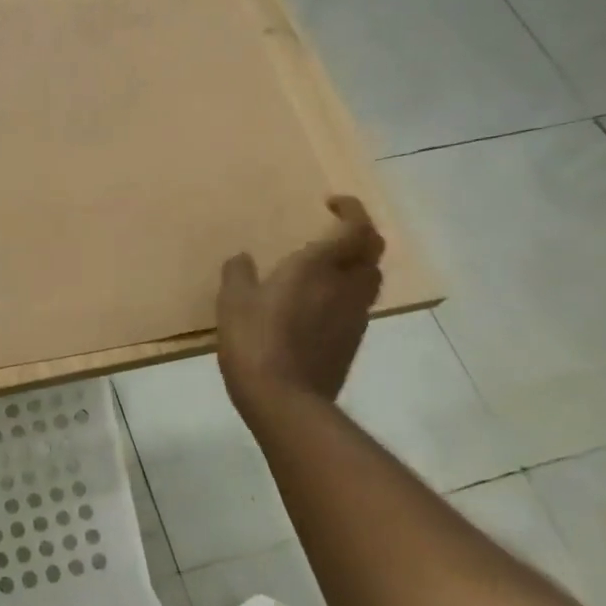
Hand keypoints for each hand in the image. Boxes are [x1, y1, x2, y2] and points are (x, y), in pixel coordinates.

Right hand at [216, 196, 384, 410]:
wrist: (285, 401)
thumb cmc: (256, 342)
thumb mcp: (233, 302)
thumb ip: (238, 274)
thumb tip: (243, 259)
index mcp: (318, 267)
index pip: (356, 228)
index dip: (352, 210)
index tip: (332, 204)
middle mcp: (345, 286)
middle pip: (372, 252)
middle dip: (359, 236)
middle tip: (333, 233)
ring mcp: (354, 317)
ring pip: (369, 280)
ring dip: (355, 265)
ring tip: (326, 268)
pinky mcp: (352, 342)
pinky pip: (357, 306)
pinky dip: (345, 295)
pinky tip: (317, 306)